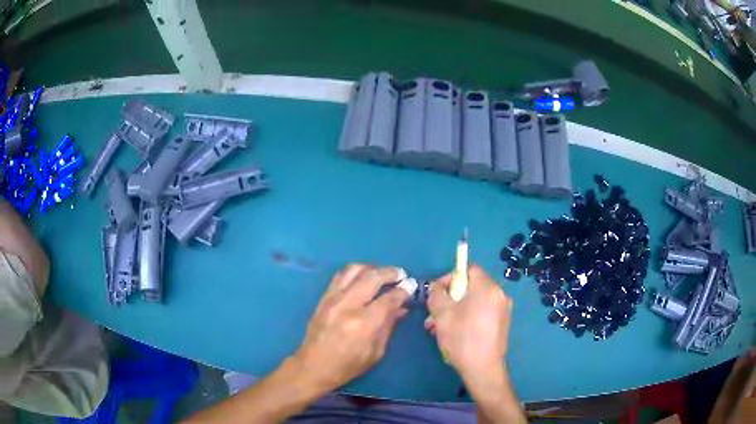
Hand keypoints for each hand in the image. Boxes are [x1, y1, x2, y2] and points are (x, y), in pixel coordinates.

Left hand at [290, 264, 416, 392]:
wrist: (314, 366)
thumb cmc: (348, 365)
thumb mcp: (376, 352)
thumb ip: (389, 326)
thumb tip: (402, 308)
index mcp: (364, 323)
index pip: (389, 298)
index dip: (404, 290)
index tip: (412, 285)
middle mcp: (348, 305)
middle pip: (372, 277)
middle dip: (391, 272)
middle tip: (401, 275)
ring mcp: (333, 298)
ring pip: (354, 270)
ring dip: (372, 268)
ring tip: (382, 274)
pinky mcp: (323, 297)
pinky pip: (340, 276)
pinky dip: (355, 272)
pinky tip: (363, 277)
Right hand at [425, 264, 511, 379]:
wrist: (483, 369)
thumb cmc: (462, 338)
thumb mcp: (442, 314)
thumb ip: (436, 294)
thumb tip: (436, 286)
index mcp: (487, 288)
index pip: (468, 269)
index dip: (450, 277)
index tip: (437, 293)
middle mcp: (499, 294)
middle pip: (471, 286)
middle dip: (450, 297)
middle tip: (434, 313)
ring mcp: (503, 309)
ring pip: (475, 301)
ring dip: (456, 309)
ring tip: (438, 326)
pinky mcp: (502, 323)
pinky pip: (482, 312)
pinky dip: (468, 316)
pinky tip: (454, 332)